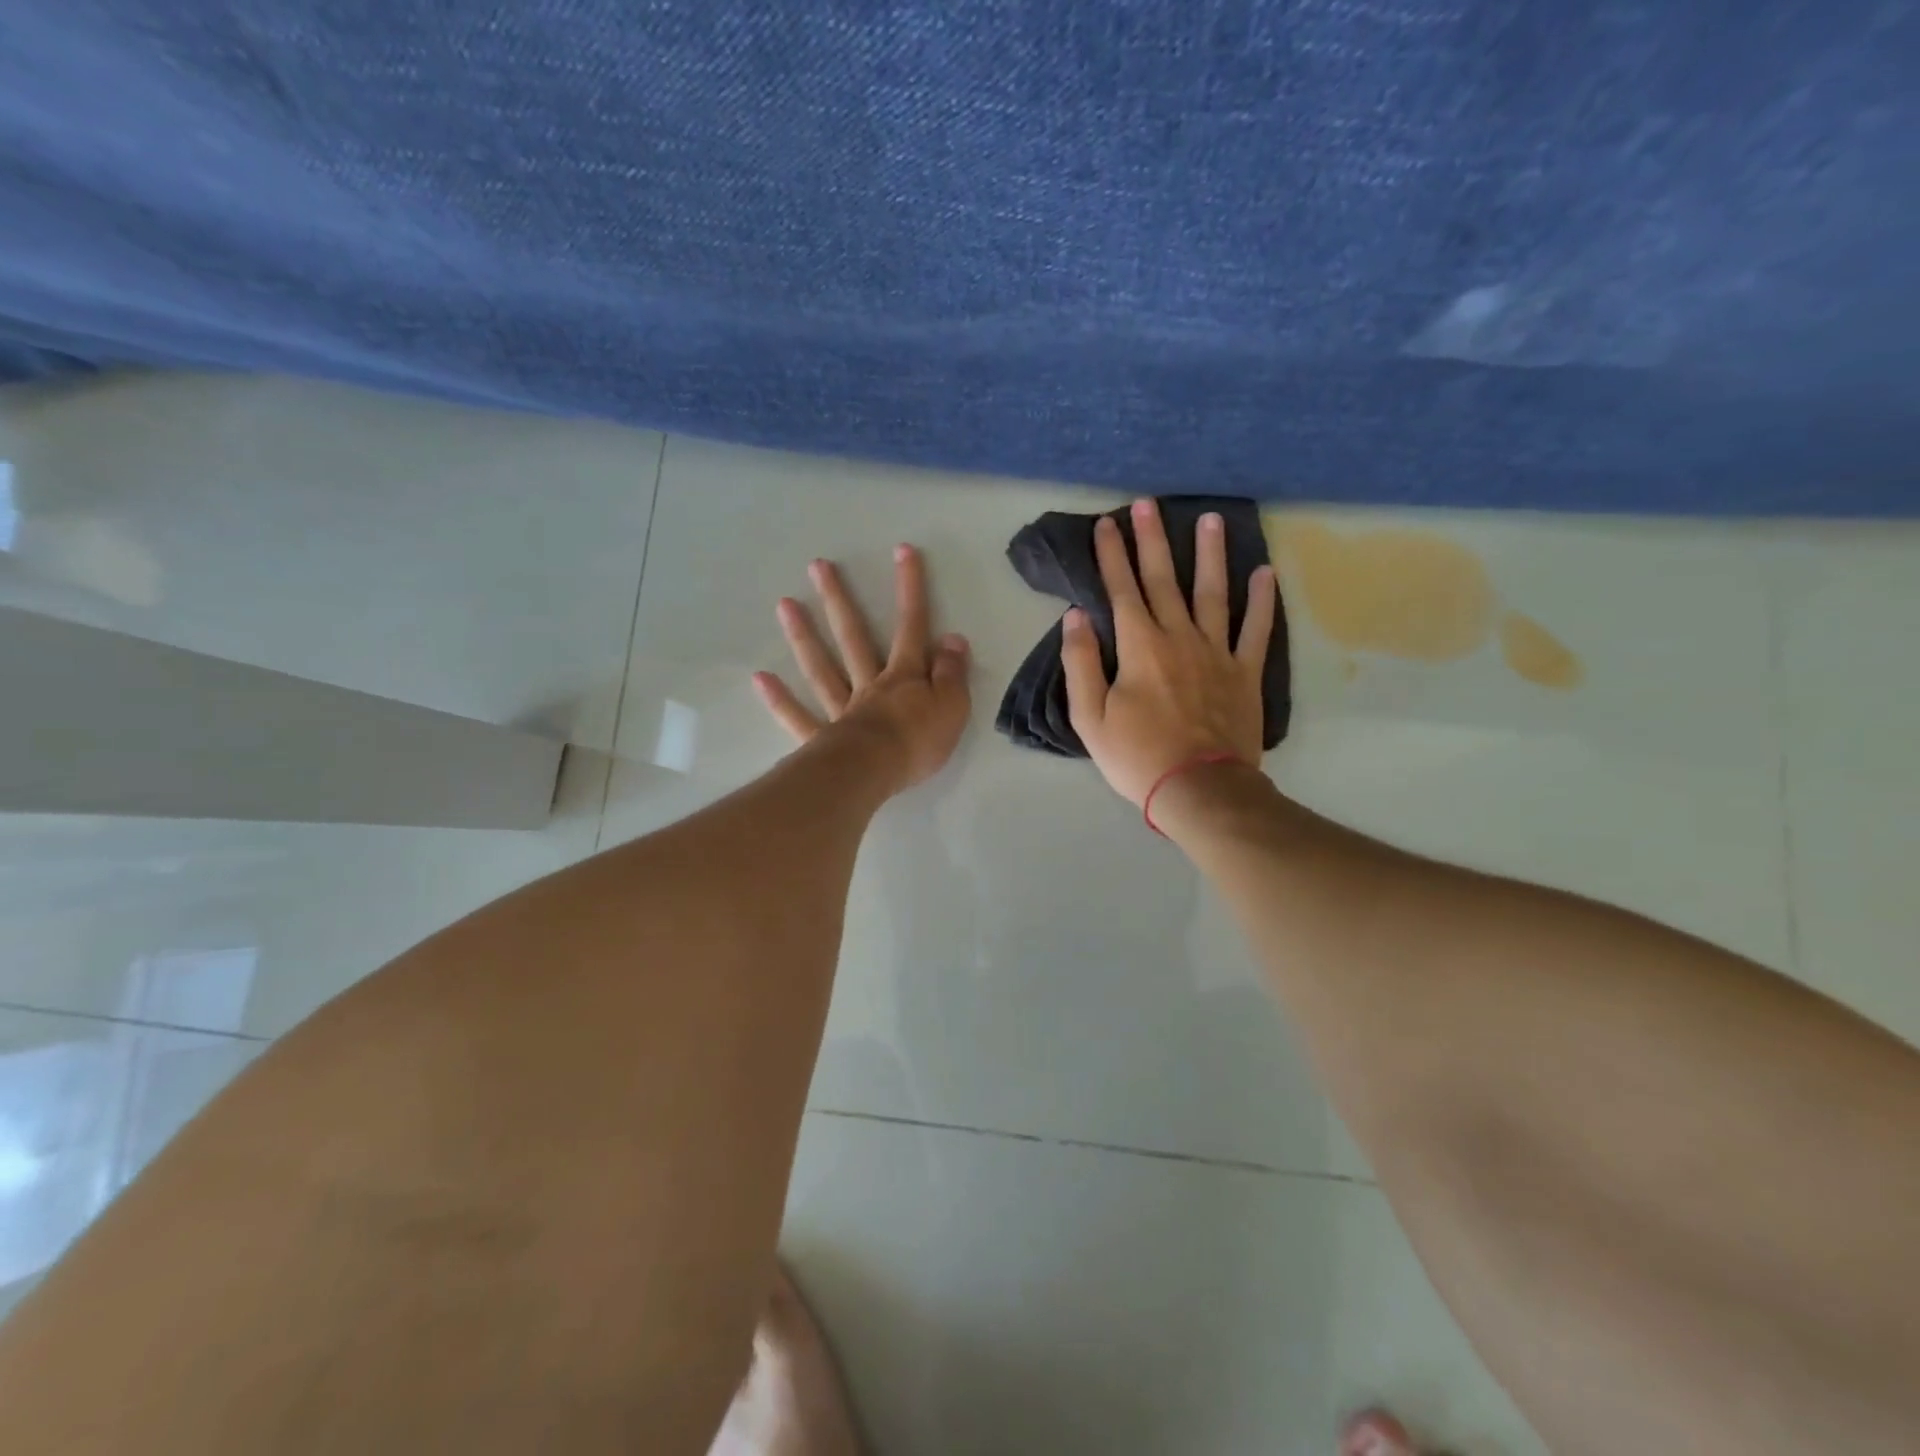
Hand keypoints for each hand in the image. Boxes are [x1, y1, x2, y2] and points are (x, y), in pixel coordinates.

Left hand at [754, 544, 971, 793]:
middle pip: (853, 637)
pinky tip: (760, 678)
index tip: (902, 551)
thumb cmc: (918, 741)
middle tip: (817, 567)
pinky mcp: (822, 739)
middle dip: (839, 600)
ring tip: (784, 604)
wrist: (876, 773)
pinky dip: (780, 700)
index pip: (911, 627)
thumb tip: (952, 638)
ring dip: (803, 636)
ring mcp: (842, 710)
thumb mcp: (952, 706)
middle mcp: (869, 685)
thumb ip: (952, 673)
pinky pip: (799, 717)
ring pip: (821, 668)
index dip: (910, 589)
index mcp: (904, 677)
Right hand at [1062, 499, 1277, 806]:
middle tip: (1146, 504)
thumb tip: (1076, 616)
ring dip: (1210, 554)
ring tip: (1210, 520)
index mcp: (1139, 646)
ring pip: (1214, 593)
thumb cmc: (1136, 756)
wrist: (1198, 788)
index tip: (1105, 523)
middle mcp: (1179, 637)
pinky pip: (1257, 630)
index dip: (1111, 555)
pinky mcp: (1245, 673)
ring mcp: (1217, 652)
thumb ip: (1081, 662)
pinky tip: (1265, 573)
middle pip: (1163, 580)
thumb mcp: (1090, 717)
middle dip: (1151, 540)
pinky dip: (1262, 601)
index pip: (1121, 589)